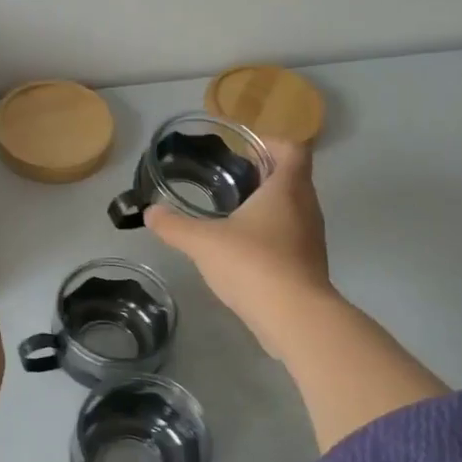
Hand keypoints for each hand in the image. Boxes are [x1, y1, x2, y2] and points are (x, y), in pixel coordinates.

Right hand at [144, 138, 338, 362]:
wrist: (295, 318)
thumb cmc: (253, 264)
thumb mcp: (203, 242)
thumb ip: (174, 225)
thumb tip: (149, 212)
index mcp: (287, 189)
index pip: (292, 149)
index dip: (269, 143)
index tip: (241, 150)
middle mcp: (306, 207)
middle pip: (291, 177)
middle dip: (261, 174)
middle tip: (227, 179)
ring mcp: (311, 238)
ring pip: (292, 208)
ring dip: (266, 205)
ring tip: (230, 212)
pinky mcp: (308, 264)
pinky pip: (290, 236)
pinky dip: (270, 233)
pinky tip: (241, 248)